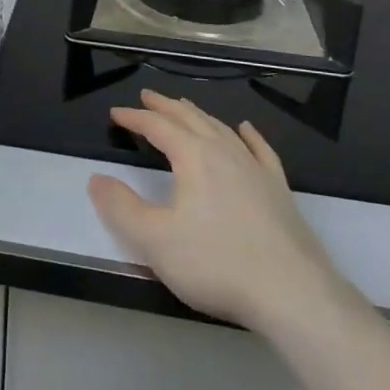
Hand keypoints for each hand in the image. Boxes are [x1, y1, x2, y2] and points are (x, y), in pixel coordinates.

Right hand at [88, 91, 349, 332]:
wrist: (292, 293)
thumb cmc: (216, 263)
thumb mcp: (154, 240)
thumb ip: (121, 208)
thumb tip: (96, 179)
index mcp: (194, 157)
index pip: (158, 127)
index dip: (135, 118)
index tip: (116, 114)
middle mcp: (224, 152)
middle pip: (190, 119)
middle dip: (166, 107)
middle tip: (148, 96)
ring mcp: (255, 169)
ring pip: (222, 129)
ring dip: (199, 115)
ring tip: (185, 108)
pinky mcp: (279, 189)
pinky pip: (260, 150)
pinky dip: (249, 135)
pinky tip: (245, 129)